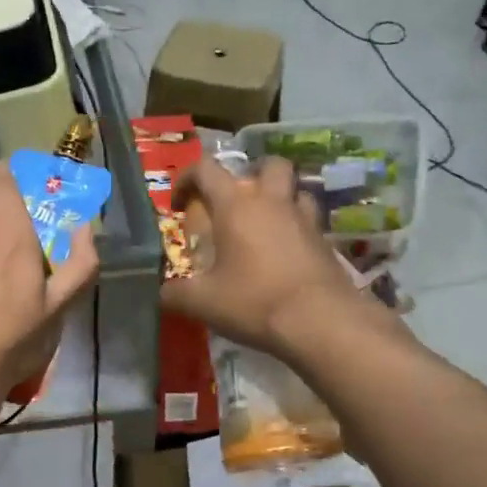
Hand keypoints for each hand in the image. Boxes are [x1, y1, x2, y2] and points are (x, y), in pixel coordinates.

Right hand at [160, 156, 366, 357]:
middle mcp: (272, 201)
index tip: (179, 204)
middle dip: (250, 174)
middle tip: (236, 201)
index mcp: (235, 206)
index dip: (187, 179)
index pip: (206, 170)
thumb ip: (175, 294)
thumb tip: (161, 293)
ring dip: (279, 197)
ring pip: (295, 189)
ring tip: (265, 223)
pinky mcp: (326, 241)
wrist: (320, 321)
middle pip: (267, 165)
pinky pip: (310, 220)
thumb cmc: (254, 302)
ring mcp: (304, 219)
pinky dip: (296, 227)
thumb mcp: (202, 303)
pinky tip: (285, 253)